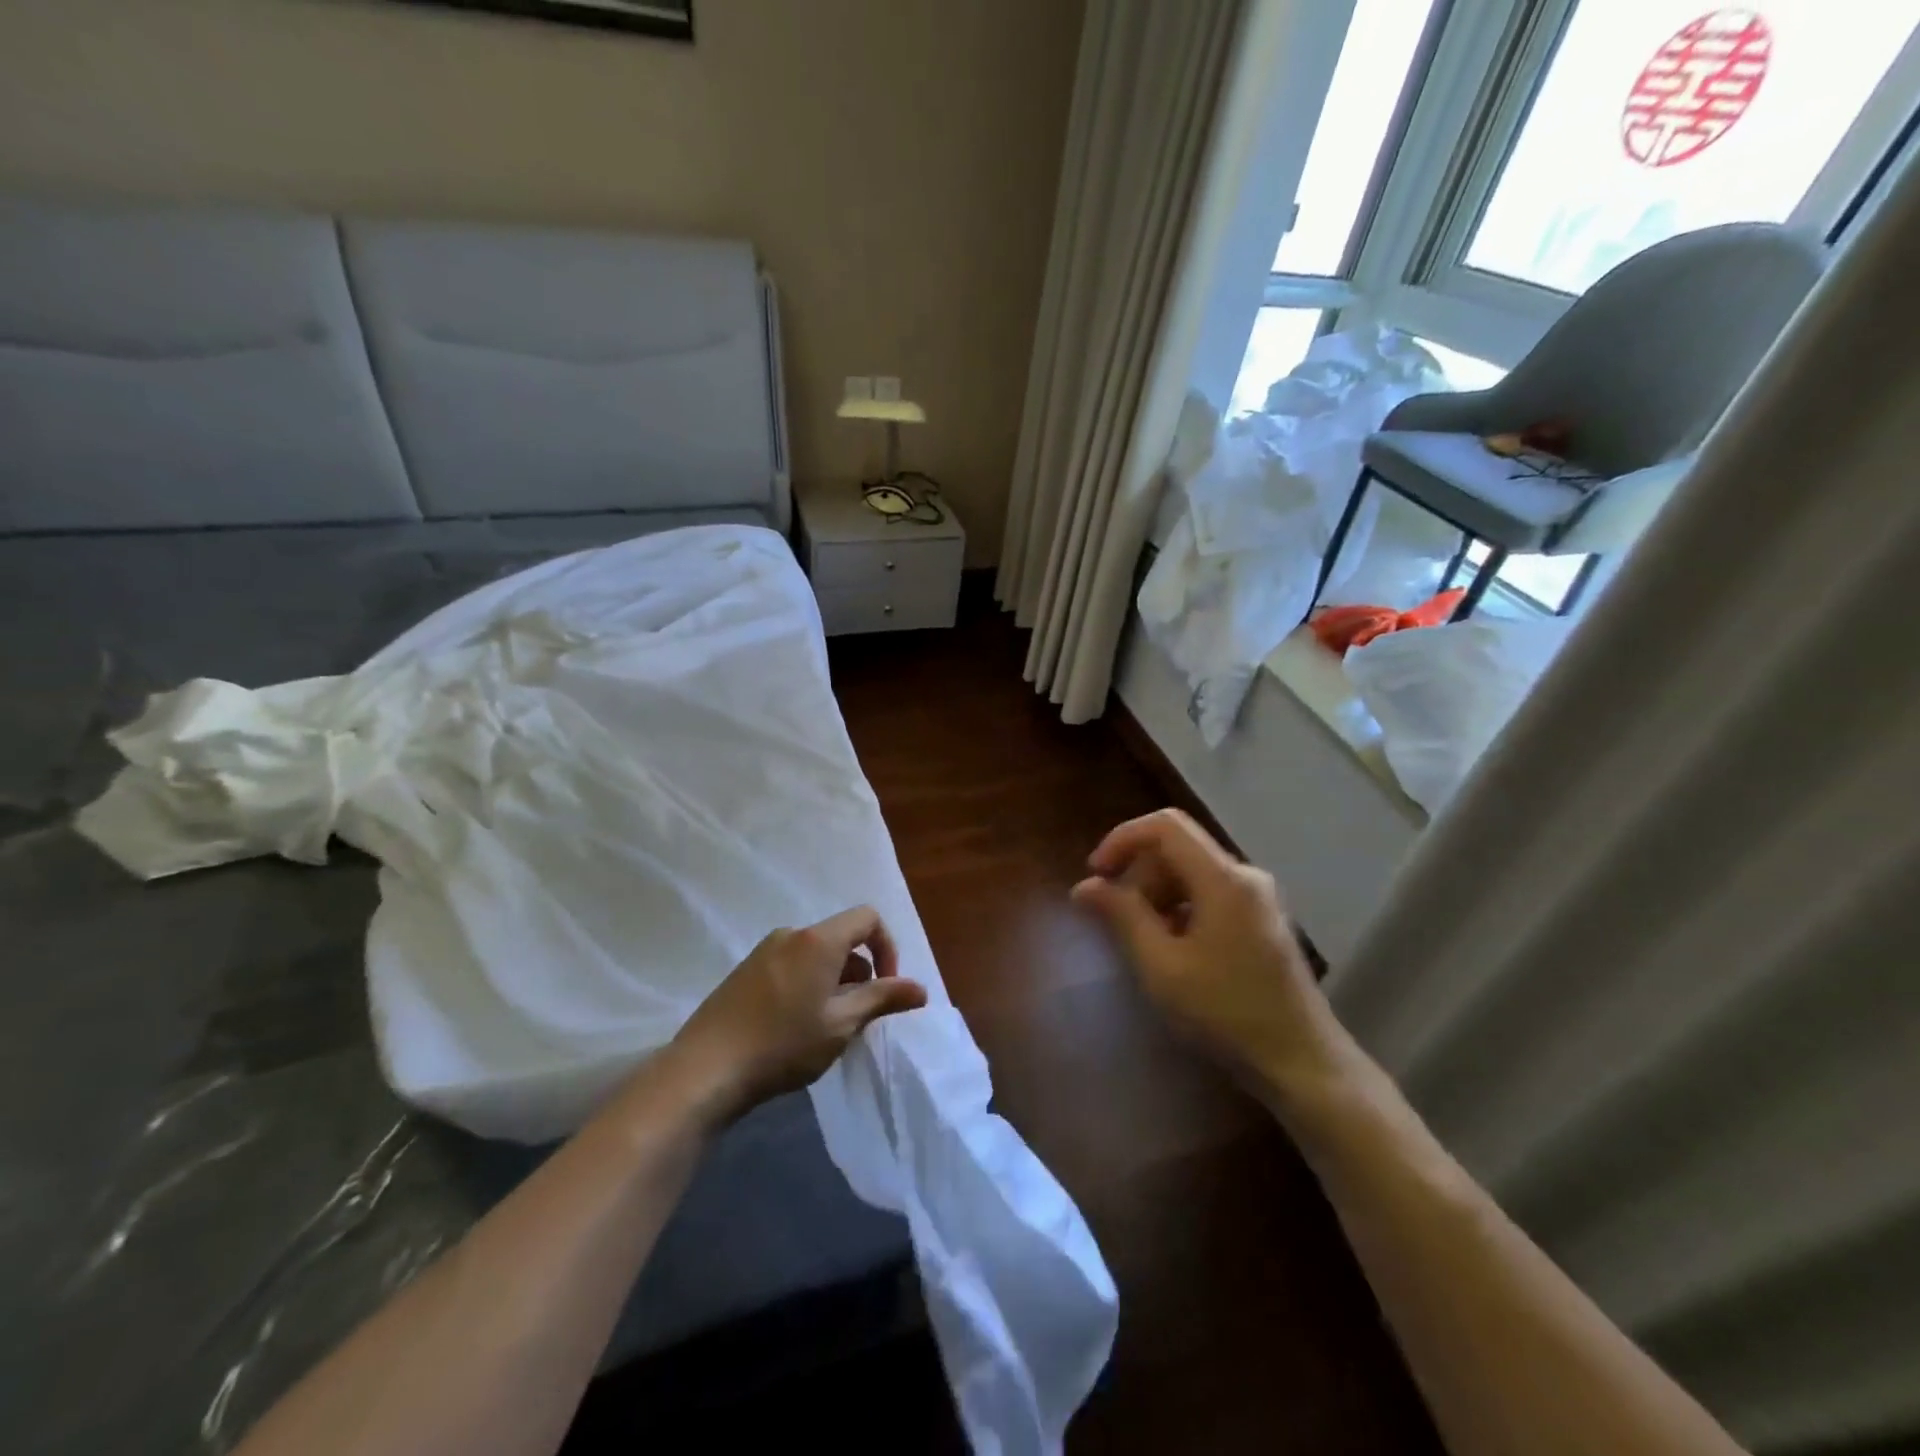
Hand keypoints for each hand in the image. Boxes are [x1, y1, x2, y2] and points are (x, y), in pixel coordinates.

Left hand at [666, 905, 928, 1124]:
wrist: (705, 1069)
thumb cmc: (784, 1044)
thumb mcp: (842, 1024)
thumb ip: (883, 999)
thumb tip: (920, 988)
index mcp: (819, 940)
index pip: (867, 918)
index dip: (887, 948)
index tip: (887, 987)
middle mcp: (791, 935)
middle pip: (841, 939)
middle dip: (859, 973)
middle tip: (856, 1018)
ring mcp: (763, 952)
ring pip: (815, 956)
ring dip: (833, 983)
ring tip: (825, 1028)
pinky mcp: (744, 973)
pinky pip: (790, 967)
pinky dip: (806, 986)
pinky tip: (794, 1028)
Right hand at [1071, 810, 1354, 1098]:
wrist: (1301, 1062)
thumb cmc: (1225, 1013)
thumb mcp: (1161, 967)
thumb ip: (1122, 916)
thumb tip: (1085, 885)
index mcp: (1223, 879)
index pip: (1164, 826)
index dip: (1122, 839)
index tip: (1096, 875)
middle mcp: (1245, 875)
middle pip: (1177, 848)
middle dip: (1138, 874)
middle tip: (1115, 919)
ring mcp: (1258, 897)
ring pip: (1192, 871)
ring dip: (1157, 894)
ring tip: (1142, 940)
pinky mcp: (1262, 919)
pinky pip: (1209, 893)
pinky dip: (1180, 908)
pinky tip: (1172, 950)